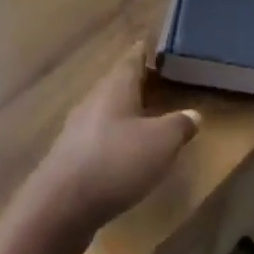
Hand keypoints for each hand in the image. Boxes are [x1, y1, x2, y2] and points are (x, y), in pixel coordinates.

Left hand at [18, 48, 200, 243]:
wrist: (61, 207)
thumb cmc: (115, 162)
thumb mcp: (161, 142)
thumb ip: (179, 124)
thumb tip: (193, 114)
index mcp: (114, 88)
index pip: (132, 58)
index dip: (147, 52)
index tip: (161, 47)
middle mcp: (93, 102)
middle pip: (119, 84)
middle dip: (141, 83)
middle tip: (165, 83)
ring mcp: (78, 130)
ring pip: (108, 112)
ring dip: (129, 113)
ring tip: (152, 117)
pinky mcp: (72, 157)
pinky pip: (100, 137)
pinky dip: (118, 138)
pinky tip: (128, 152)